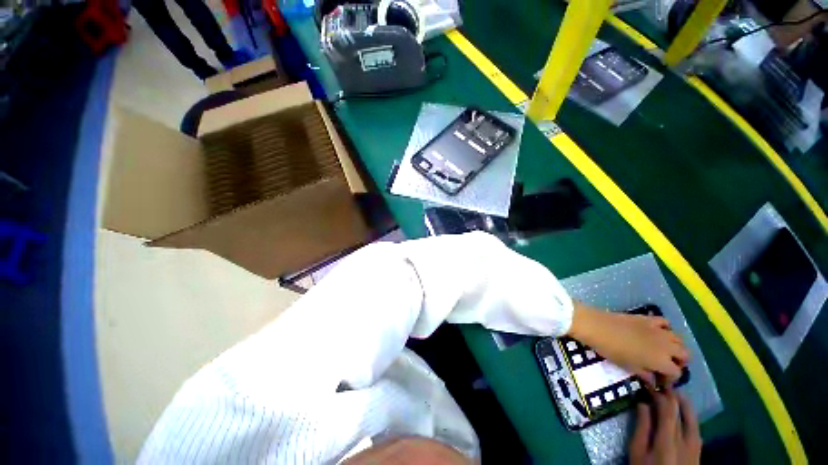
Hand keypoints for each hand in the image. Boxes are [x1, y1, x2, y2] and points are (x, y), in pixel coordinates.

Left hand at [567, 303, 688, 385]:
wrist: (597, 326)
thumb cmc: (611, 350)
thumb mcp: (628, 367)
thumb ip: (645, 375)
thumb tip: (654, 381)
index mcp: (662, 360)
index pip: (677, 372)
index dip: (671, 379)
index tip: (661, 380)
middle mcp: (666, 345)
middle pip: (684, 355)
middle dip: (679, 362)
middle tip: (665, 366)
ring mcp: (658, 330)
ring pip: (679, 339)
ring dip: (676, 347)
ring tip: (663, 351)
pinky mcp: (648, 318)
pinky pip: (665, 322)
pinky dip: (666, 328)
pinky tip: (657, 333)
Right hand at [629, 389, 701, 464]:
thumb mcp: (637, 451)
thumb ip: (642, 428)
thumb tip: (642, 403)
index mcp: (668, 439)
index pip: (668, 408)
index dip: (660, 394)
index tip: (649, 384)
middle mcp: (686, 439)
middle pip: (681, 411)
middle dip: (672, 396)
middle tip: (661, 385)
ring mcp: (695, 446)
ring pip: (693, 418)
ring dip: (683, 404)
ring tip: (674, 395)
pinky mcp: (698, 451)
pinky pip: (696, 427)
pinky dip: (689, 416)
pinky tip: (682, 414)